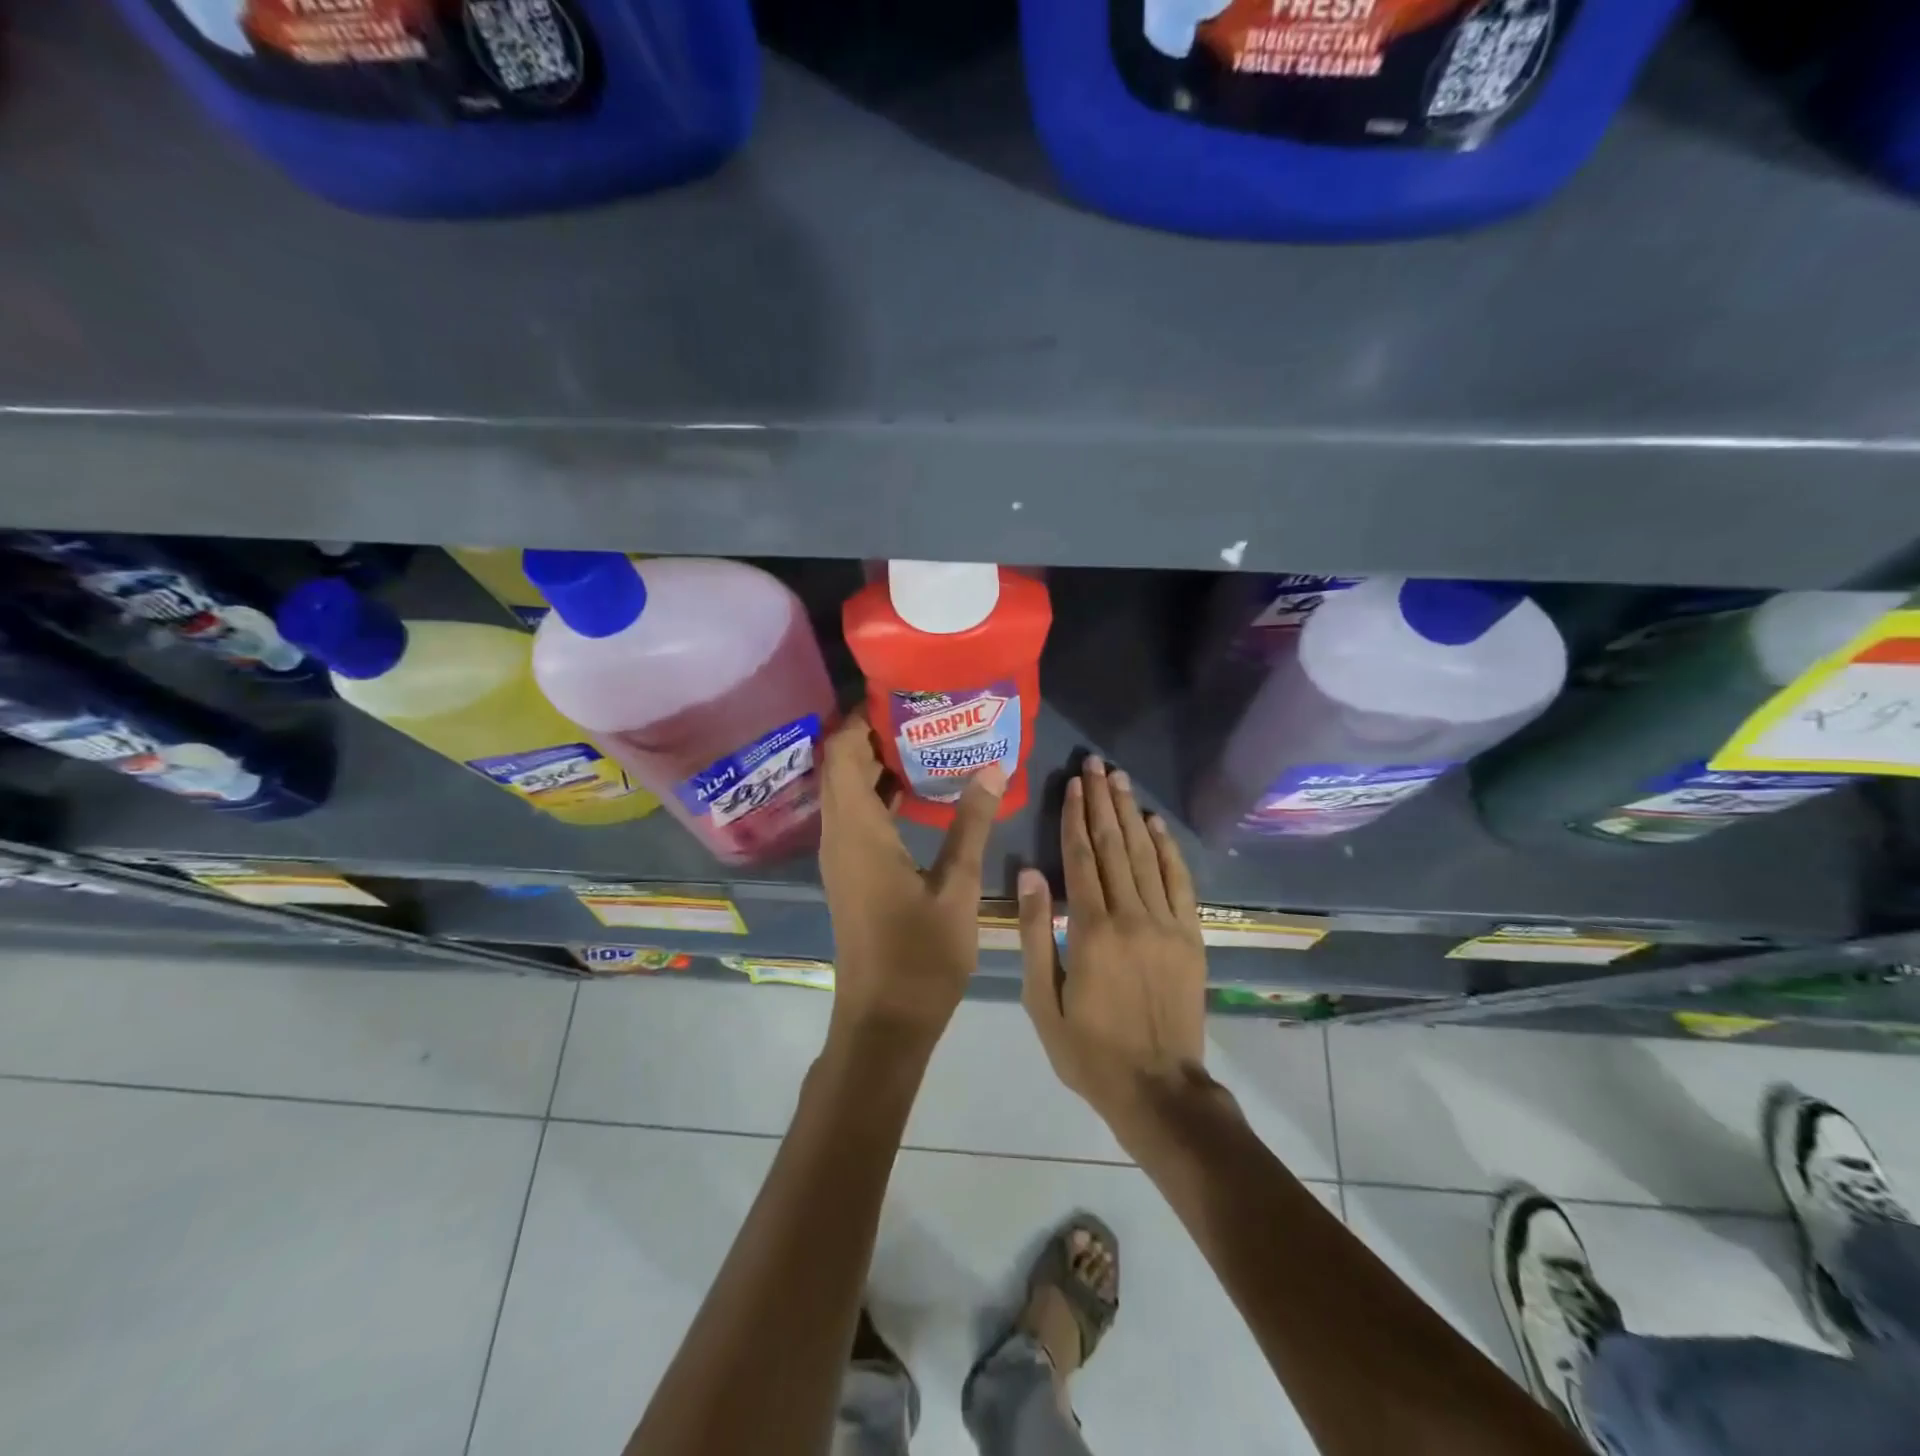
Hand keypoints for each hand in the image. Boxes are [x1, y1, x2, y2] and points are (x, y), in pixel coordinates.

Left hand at [819, 707, 1005, 1053]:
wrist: (884, 1021)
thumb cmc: (920, 956)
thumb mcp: (957, 887)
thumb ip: (972, 824)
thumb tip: (992, 767)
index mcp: (858, 831)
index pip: (841, 752)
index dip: (859, 717)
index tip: (896, 693)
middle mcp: (839, 835)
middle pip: (840, 766)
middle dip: (871, 733)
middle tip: (921, 711)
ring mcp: (841, 856)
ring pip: (846, 791)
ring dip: (875, 763)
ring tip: (925, 739)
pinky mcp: (850, 872)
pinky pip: (855, 816)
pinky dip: (878, 794)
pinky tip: (918, 790)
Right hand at [1018, 755, 1208, 1130]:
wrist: (1159, 1089)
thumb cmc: (1089, 1050)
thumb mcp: (1043, 1000)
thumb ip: (1036, 934)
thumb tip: (1029, 874)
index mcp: (1091, 931)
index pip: (1081, 858)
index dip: (1075, 817)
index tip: (1072, 783)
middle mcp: (1131, 916)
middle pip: (1114, 846)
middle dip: (1102, 801)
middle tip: (1096, 764)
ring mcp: (1166, 925)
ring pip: (1146, 856)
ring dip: (1131, 814)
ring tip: (1120, 780)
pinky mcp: (1190, 937)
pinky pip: (1180, 883)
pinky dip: (1168, 849)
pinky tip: (1156, 824)